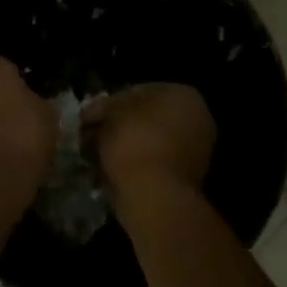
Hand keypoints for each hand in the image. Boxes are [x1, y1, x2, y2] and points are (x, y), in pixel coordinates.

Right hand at [86, 83, 215, 201]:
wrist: (154, 195)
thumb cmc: (134, 140)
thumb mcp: (110, 112)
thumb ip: (102, 106)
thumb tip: (93, 113)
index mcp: (184, 96)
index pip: (139, 91)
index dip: (110, 102)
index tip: (89, 116)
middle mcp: (197, 120)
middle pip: (146, 118)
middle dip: (117, 125)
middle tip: (90, 134)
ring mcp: (195, 152)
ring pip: (148, 142)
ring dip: (122, 146)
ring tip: (95, 155)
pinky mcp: (185, 179)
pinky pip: (152, 164)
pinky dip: (132, 165)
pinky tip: (109, 171)